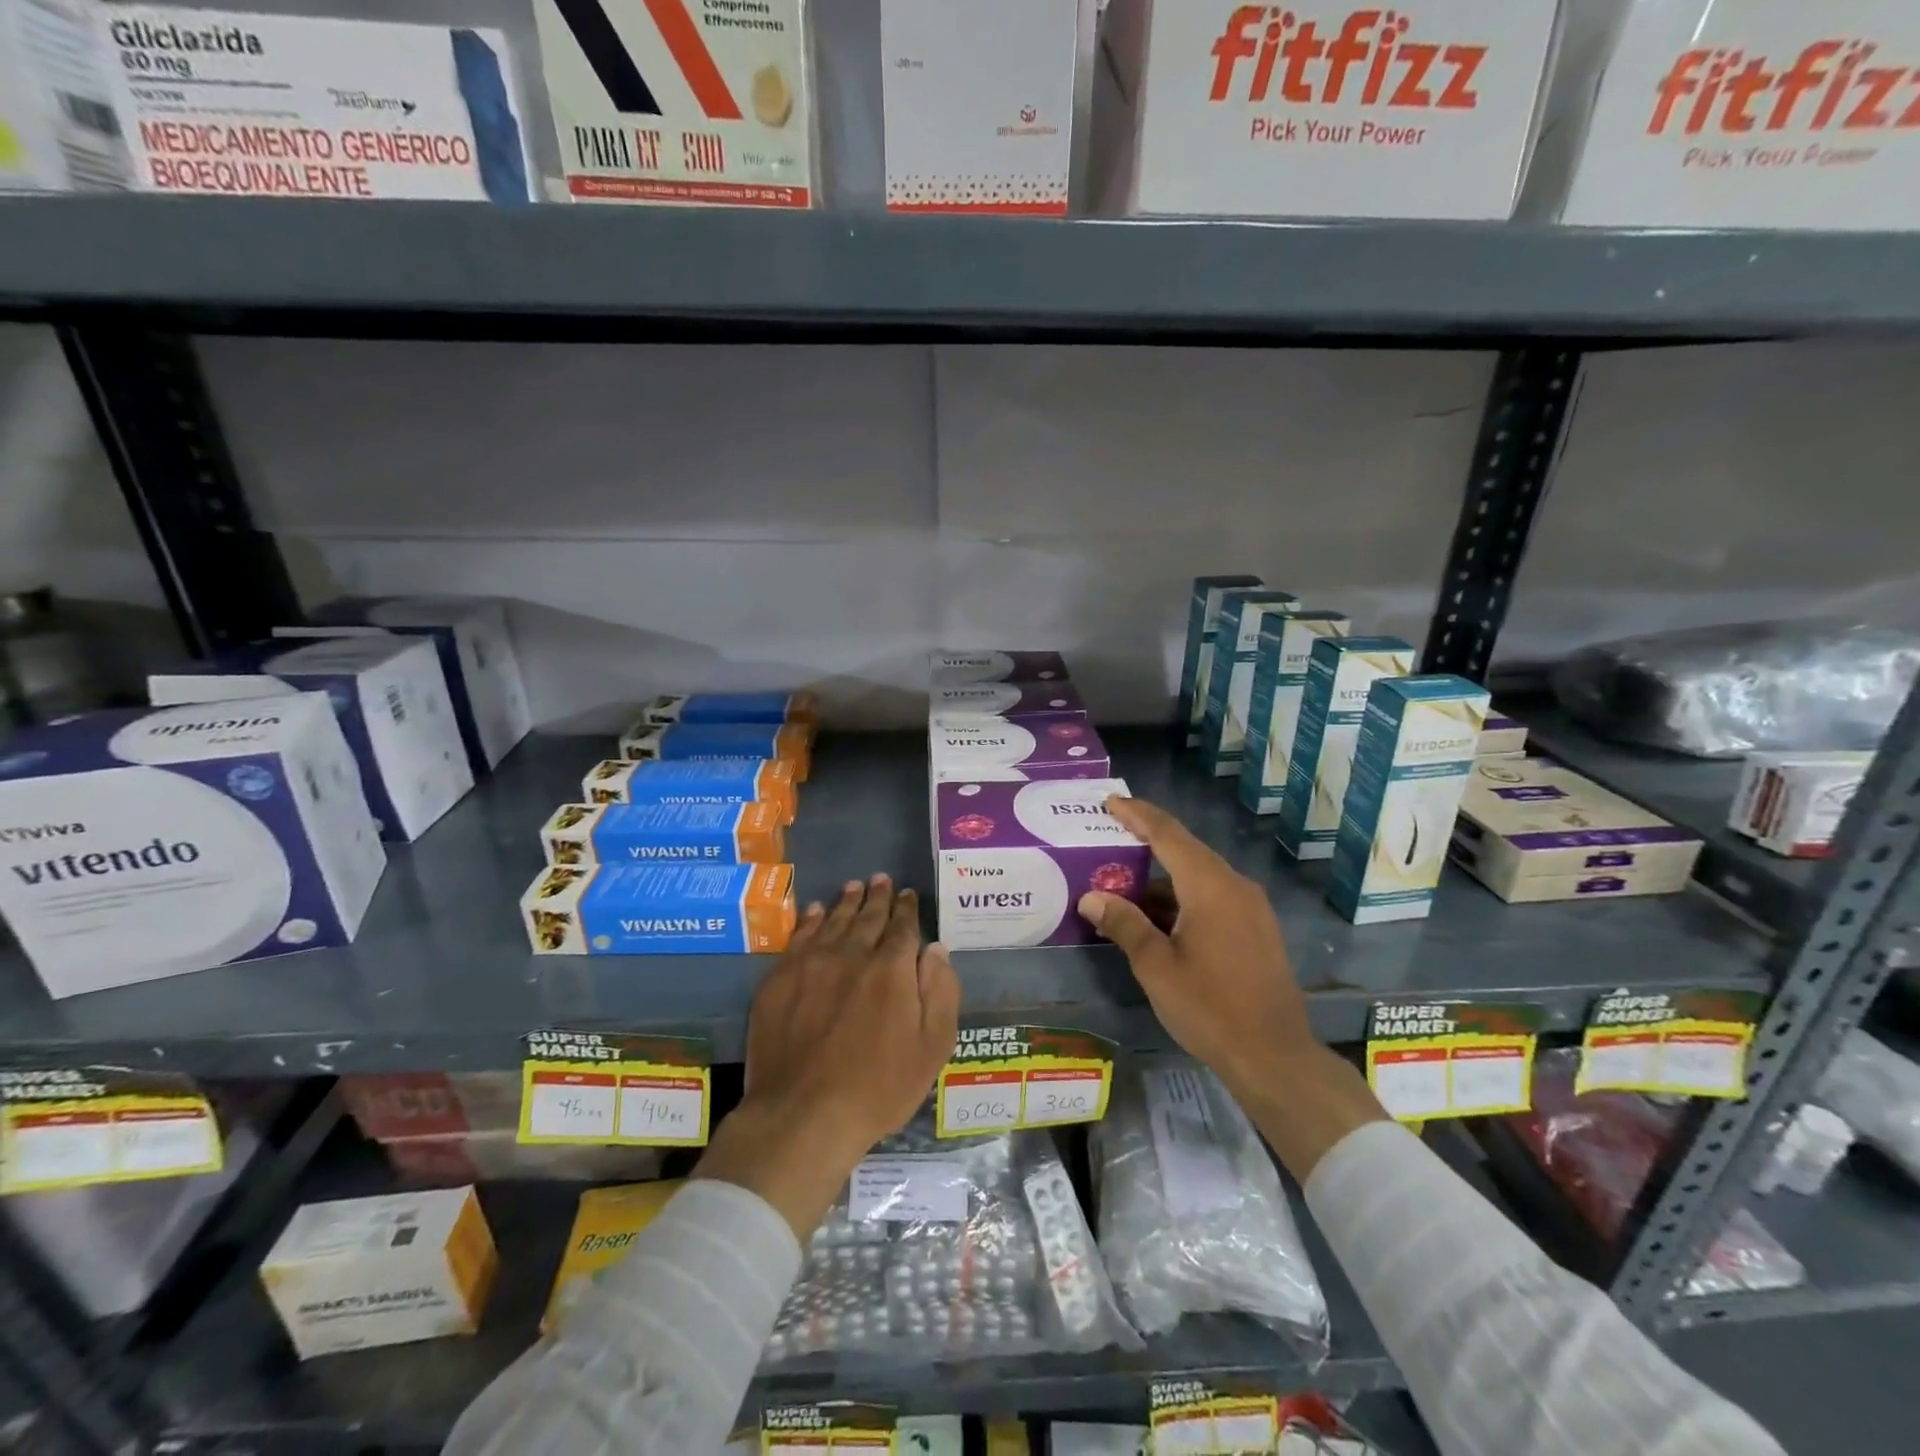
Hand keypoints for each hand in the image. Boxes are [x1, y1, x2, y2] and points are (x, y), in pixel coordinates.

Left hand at [695, 875, 960, 1238]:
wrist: (803, 1114)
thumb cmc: (878, 1087)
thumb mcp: (932, 1046)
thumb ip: (940, 991)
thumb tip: (936, 948)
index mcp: (892, 969)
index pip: (903, 927)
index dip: (907, 909)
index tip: (908, 894)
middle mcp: (852, 954)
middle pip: (867, 917)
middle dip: (878, 896)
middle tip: (881, 879)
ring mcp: (811, 964)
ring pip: (833, 920)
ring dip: (846, 901)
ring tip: (854, 886)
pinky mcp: (779, 979)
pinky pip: (799, 937)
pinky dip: (810, 920)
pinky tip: (814, 911)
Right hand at [1077, 797, 1310, 1089]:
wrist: (1275, 1056)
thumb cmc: (1210, 1008)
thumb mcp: (1156, 967)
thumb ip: (1125, 924)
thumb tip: (1091, 896)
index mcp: (1210, 887)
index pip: (1168, 834)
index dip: (1138, 815)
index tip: (1111, 802)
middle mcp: (1234, 886)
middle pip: (1185, 850)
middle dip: (1147, 841)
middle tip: (1111, 836)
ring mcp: (1251, 907)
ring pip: (1199, 876)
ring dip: (1162, 878)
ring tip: (1124, 886)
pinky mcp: (1256, 929)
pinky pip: (1213, 897)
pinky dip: (1182, 897)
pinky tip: (1158, 918)